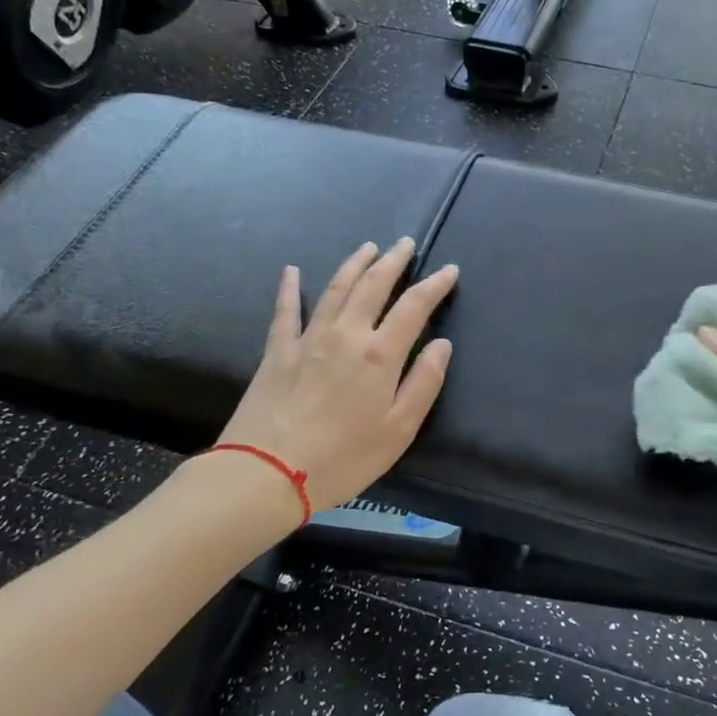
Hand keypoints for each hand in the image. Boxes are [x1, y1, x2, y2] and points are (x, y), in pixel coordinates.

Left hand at [217, 240, 458, 513]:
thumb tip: (441, 344)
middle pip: (373, 285)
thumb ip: (424, 383)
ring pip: (335, 288)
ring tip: (368, 247)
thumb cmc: (342, 458)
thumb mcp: (398, 430)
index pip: (414, 306)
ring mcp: (308, 338)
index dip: (434, 285)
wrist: (267, 471)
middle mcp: (346, 334)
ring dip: (354, 264)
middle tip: (406, 244)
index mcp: (379, 354)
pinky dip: (289, 288)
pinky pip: (285, 310)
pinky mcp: (277, 350)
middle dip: (393, 261)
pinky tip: (291, 271)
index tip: (449, 270)